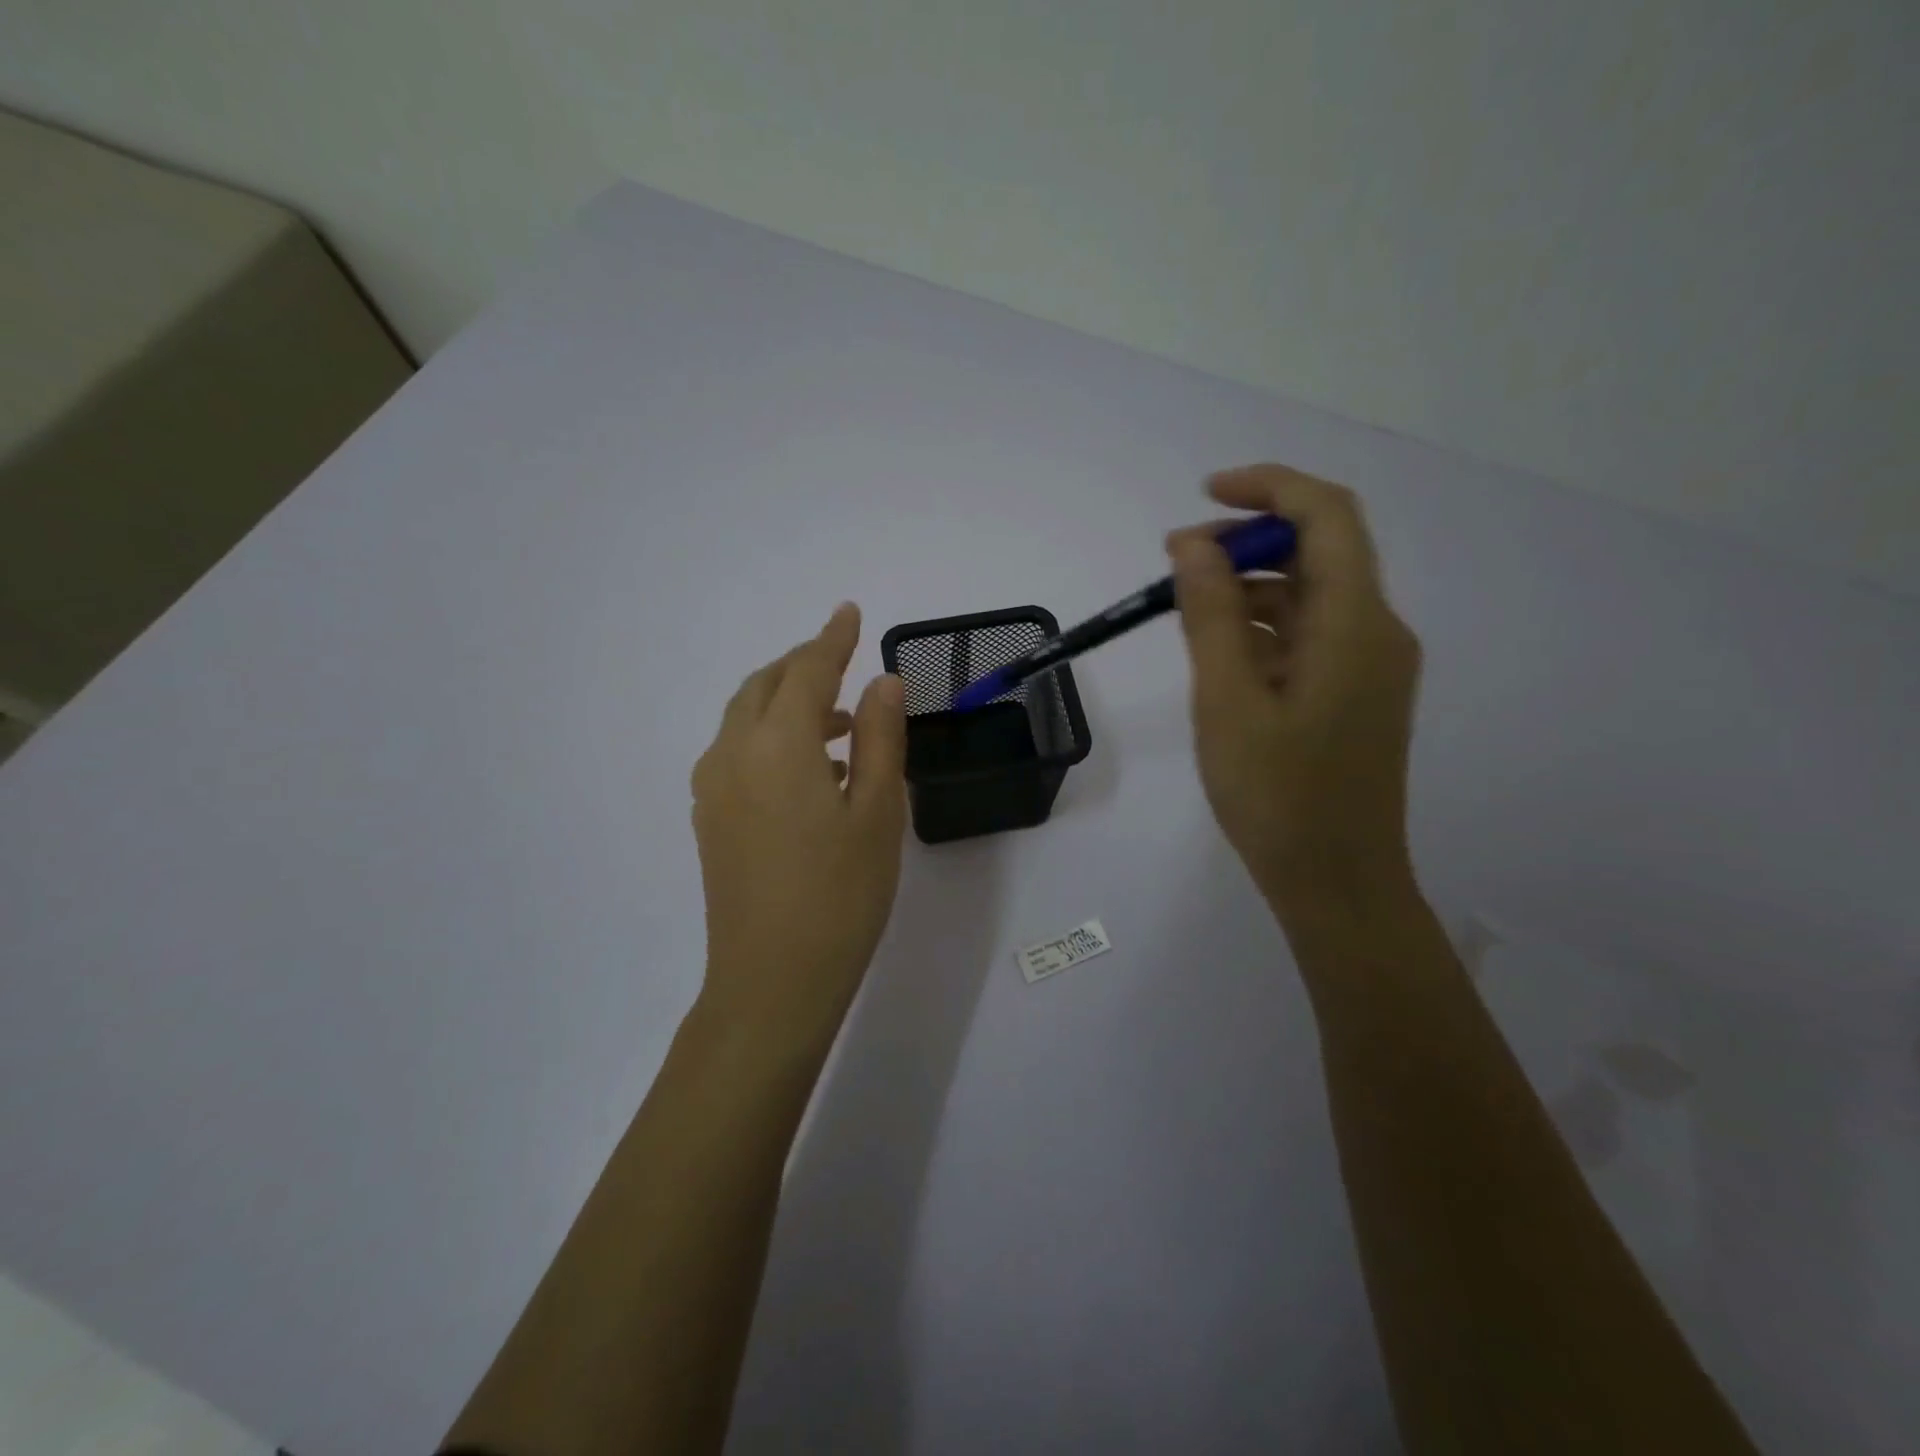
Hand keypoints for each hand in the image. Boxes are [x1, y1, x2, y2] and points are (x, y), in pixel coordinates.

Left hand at [691, 603, 907, 1054]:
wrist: (773, 981)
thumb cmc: (841, 894)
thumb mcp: (878, 811)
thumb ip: (879, 737)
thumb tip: (881, 682)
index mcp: (777, 744)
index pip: (806, 670)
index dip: (832, 638)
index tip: (850, 612)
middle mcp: (732, 753)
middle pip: (763, 685)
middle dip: (802, 665)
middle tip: (843, 663)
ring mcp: (711, 788)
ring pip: (744, 718)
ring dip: (786, 703)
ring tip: (839, 723)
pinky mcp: (707, 819)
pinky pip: (736, 752)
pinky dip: (769, 737)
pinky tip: (808, 769)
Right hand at [1168, 465, 1421, 916]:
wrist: (1336, 881)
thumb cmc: (1277, 795)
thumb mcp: (1227, 700)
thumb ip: (1209, 614)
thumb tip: (1191, 544)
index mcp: (1356, 623)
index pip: (1327, 515)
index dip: (1268, 489)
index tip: (1204, 495)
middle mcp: (1375, 630)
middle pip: (1319, 551)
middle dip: (1248, 541)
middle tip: (1176, 563)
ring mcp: (1369, 664)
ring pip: (1309, 596)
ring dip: (1248, 587)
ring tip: (1182, 607)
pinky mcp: (1354, 693)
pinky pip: (1308, 635)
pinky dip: (1262, 627)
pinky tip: (1216, 651)